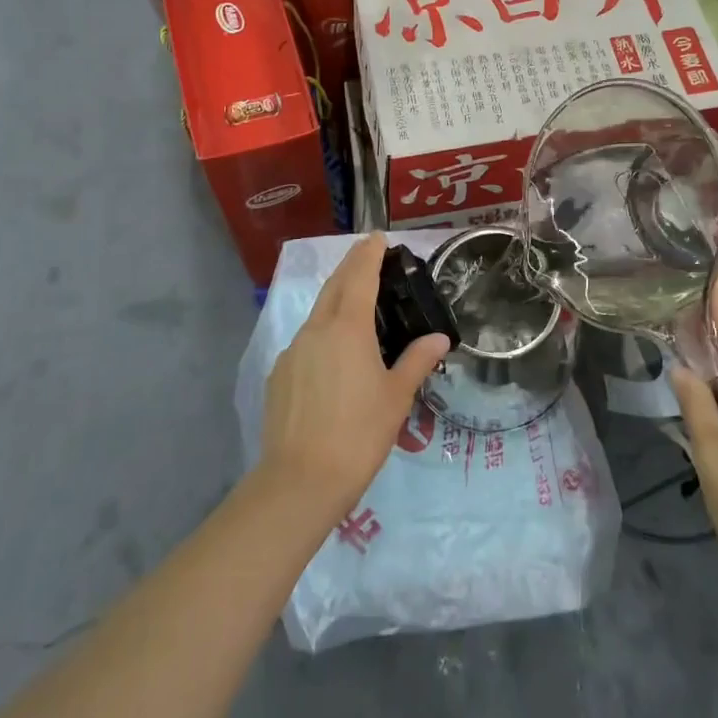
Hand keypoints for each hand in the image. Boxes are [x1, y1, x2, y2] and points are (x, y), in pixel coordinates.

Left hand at [260, 234, 449, 518]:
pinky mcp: (278, 375)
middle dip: (351, 267)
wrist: (299, 481)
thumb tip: (439, 337)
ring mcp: (292, 352)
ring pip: (317, 314)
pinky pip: (305, 342)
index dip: (368, 253)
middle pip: (334, 287)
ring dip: (336, 300)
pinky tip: (334, 357)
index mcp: (347, 328)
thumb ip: (417, 360)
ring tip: (357, 307)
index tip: (377, 237)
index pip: (359, 276)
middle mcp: (315, 330)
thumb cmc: (358, 434)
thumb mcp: (396, 397)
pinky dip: (322, 334)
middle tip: (369, 258)